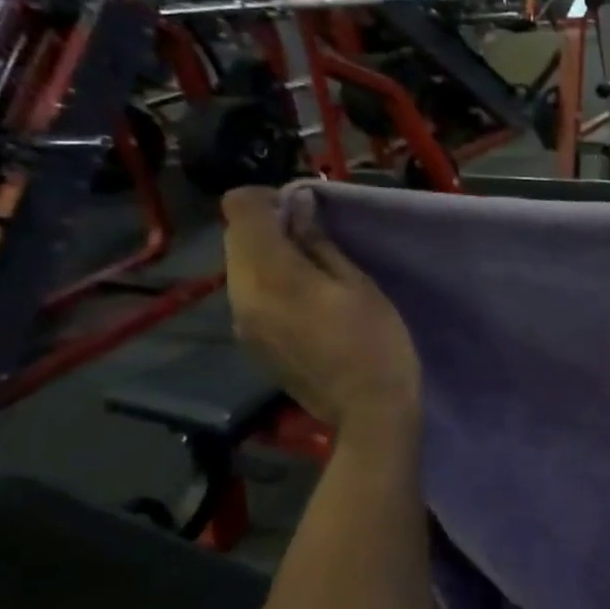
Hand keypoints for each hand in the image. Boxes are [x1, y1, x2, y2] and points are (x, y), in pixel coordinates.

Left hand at [222, 187, 421, 428]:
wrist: (367, 410)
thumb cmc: (375, 340)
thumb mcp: (357, 284)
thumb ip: (319, 242)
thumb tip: (298, 207)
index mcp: (272, 273)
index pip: (239, 208)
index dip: (267, 198)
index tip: (303, 209)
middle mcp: (242, 293)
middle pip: (234, 237)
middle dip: (267, 227)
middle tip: (313, 238)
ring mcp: (239, 321)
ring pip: (238, 267)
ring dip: (267, 256)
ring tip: (312, 271)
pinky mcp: (247, 341)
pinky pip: (246, 295)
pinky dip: (267, 284)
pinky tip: (304, 303)